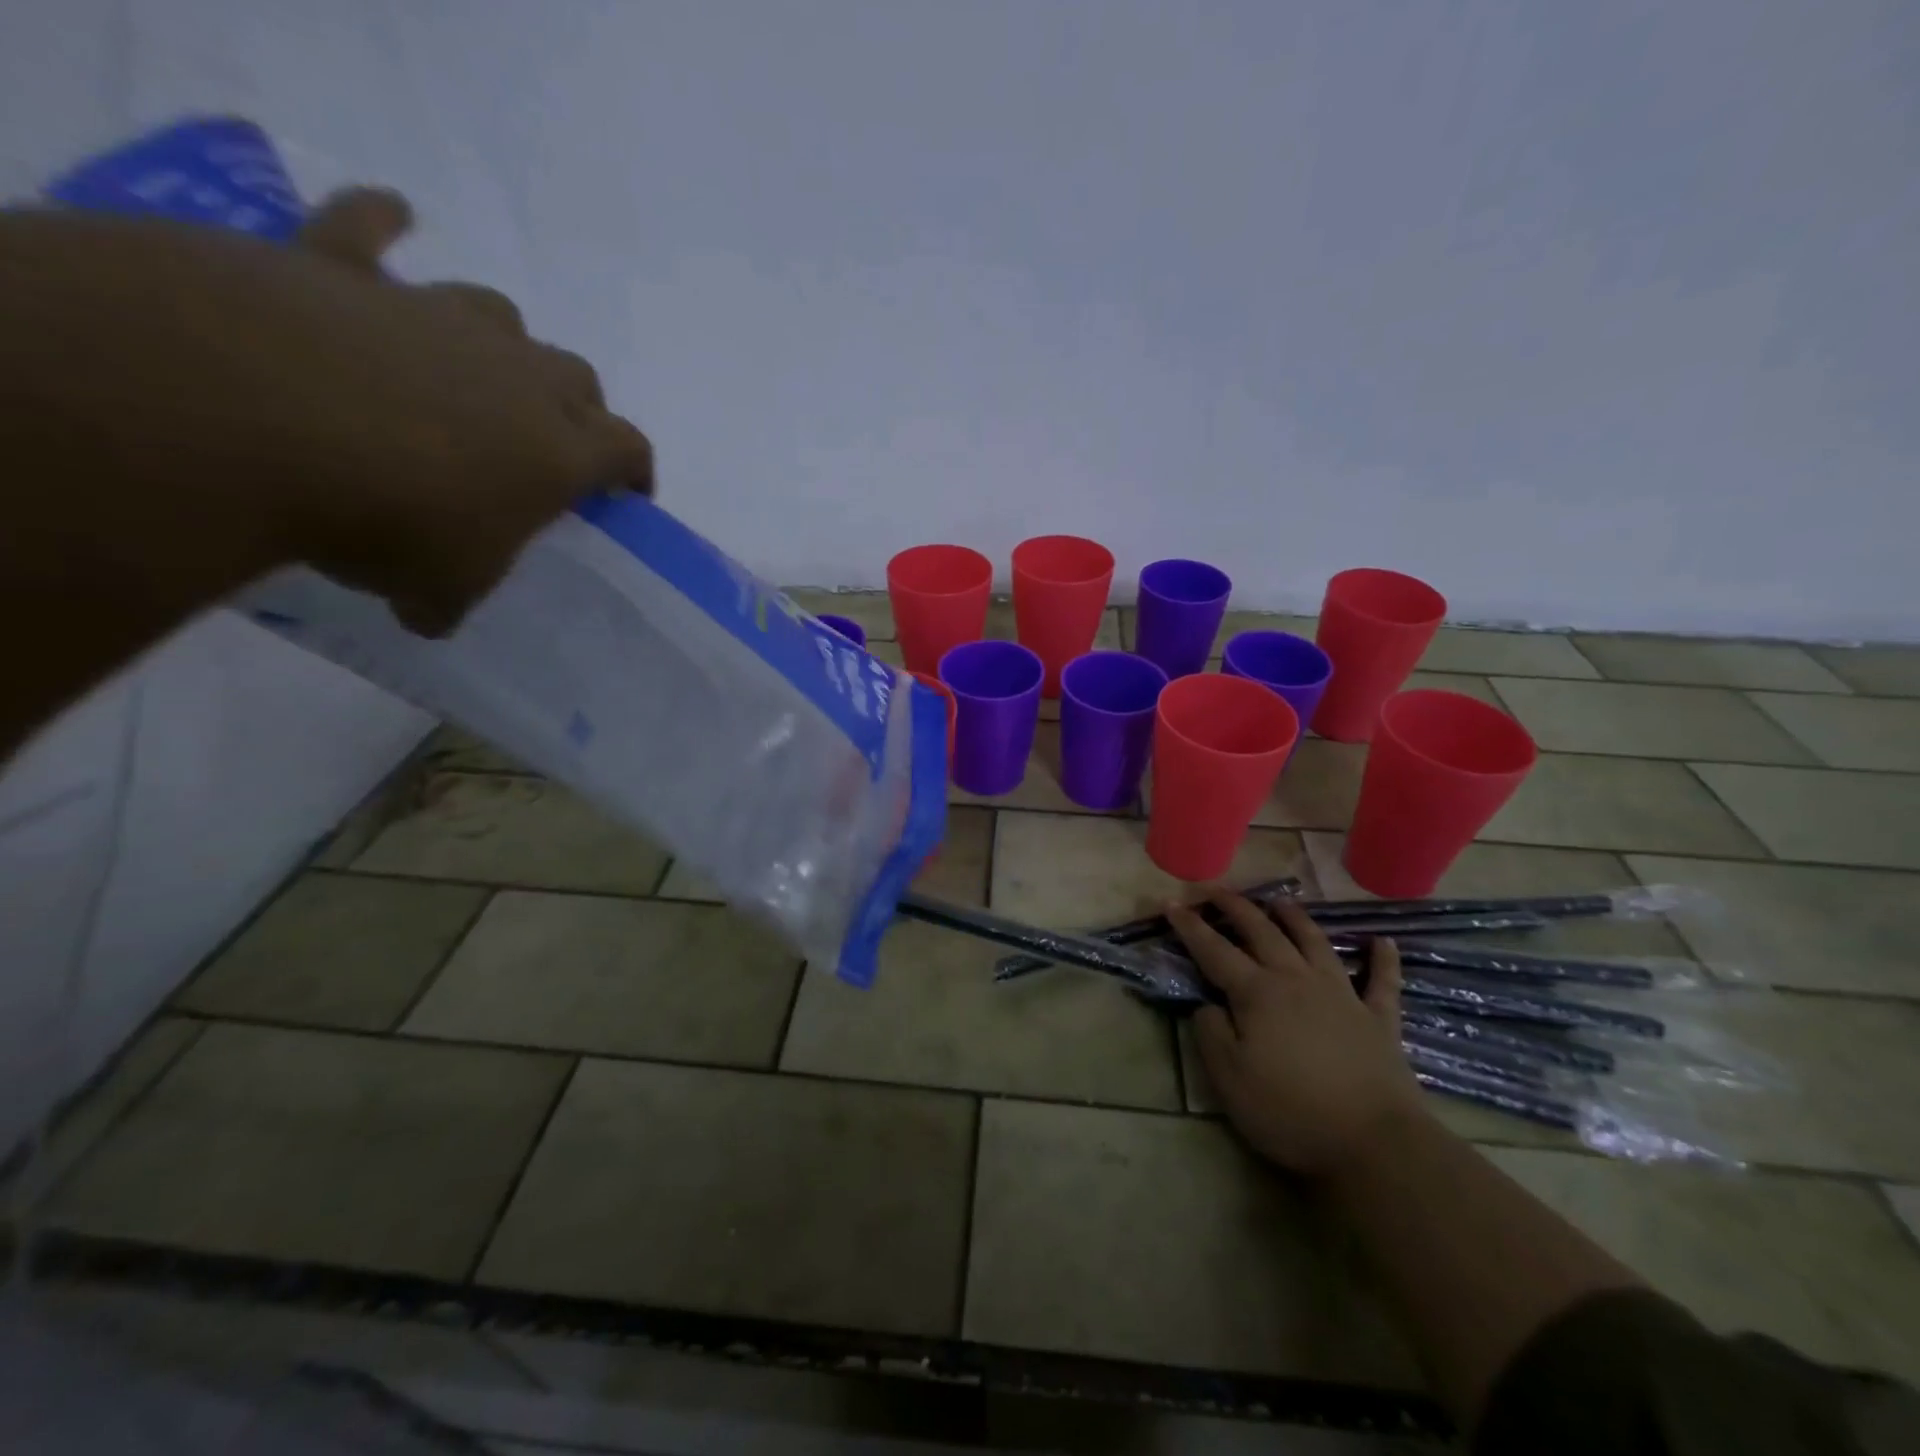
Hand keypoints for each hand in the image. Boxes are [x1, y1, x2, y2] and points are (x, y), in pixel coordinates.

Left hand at [6, 189, 651, 636]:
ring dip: (500, 340)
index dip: (634, 469)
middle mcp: (516, 374)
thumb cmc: (387, 518)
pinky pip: (369, 230)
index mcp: (558, 448)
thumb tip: (428, 617)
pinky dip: (381, 224)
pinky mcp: (344, 271)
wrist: (250, 414)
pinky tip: (393, 217)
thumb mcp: (439, 585)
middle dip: (576, 406)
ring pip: (499, 314)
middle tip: (550, 438)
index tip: (627, 491)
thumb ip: (449, 597)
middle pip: (577, 376)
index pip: (628, 448)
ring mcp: (435, 314)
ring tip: (476, 366)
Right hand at [1168, 895, 1428, 1180]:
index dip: (1190, 927)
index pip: (1214, 950)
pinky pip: (1382, 981)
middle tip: (1217, 890)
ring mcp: (1342, 995)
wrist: (1374, 1143)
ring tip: (1281, 901)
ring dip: (1295, 918)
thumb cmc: (1290, 1111)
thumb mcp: (1228, 1078)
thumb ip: (1211, 1033)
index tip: (1171, 902)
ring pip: (1315, 943)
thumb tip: (1209, 1005)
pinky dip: (1383, 959)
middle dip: (1236, 907)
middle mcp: (1296, 980)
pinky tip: (1383, 941)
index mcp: (1257, 993)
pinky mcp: (1379, 1019)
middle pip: (1263, 932)